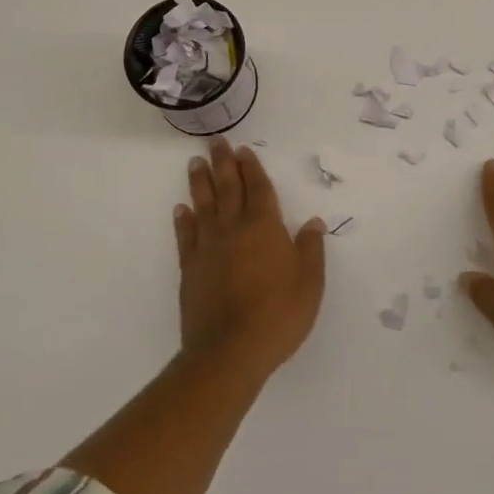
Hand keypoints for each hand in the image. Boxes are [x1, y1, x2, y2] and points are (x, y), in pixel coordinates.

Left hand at [175, 139, 325, 376]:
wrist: (229, 352)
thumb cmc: (278, 314)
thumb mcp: (310, 283)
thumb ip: (310, 249)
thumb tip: (312, 222)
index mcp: (264, 226)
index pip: (257, 188)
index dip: (251, 168)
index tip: (243, 150)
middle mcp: (234, 228)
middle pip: (227, 188)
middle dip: (223, 163)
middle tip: (215, 142)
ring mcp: (208, 247)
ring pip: (203, 205)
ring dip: (200, 182)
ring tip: (195, 163)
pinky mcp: (190, 269)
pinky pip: (186, 236)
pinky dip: (183, 219)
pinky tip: (181, 209)